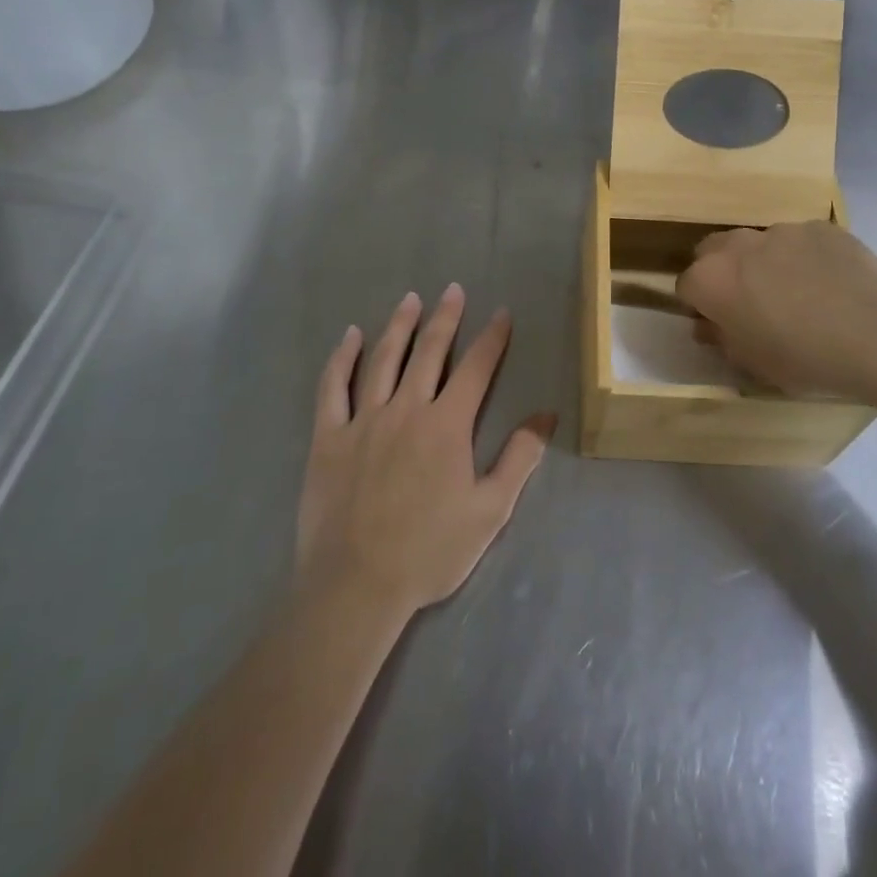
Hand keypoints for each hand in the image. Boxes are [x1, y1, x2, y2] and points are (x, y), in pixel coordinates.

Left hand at [297, 287, 552, 618]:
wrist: (356, 586)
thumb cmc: (429, 551)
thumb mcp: (490, 510)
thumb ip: (520, 458)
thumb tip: (547, 415)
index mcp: (448, 425)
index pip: (477, 369)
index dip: (492, 338)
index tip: (501, 313)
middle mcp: (407, 409)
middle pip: (430, 352)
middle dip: (445, 318)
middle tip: (452, 290)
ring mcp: (364, 420)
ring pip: (384, 359)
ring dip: (399, 326)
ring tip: (410, 299)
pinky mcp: (329, 436)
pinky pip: (334, 387)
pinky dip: (342, 358)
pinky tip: (350, 336)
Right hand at [675, 221, 876, 404]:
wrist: (876, 334)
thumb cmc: (803, 358)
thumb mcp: (753, 364)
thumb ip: (722, 340)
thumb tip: (709, 326)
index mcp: (711, 280)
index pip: (686, 286)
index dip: (700, 307)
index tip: (719, 325)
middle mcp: (737, 245)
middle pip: (713, 251)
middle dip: (722, 272)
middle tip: (749, 303)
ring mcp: (781, 230)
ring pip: (759, 244)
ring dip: (764, 263)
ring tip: (798, 294)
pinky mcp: (819, 226)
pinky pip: (801, 240)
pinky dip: (805, 258)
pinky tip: (831, 284)